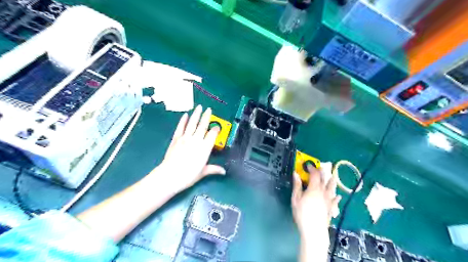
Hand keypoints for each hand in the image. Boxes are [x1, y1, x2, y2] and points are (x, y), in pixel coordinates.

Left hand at [157, 105, 226, 192]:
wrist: (170, 176)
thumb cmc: (188, 175)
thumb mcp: (203, 172)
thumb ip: (214, 169)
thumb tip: (223, 171)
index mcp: (205, 148)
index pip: (212, 134)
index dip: (216, 129)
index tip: (217, 127)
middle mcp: (196, 140)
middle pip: (203, 125)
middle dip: (207, 116)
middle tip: (209, 109)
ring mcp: (185, 138)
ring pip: (192, 124)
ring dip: (196, 115)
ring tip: (199, 107)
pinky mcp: (176, 139)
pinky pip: (180, 128)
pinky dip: (183, 121)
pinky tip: (185, 115)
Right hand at [292, 166, 340, 237]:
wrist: (314, 230)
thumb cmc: (302, 213)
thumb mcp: (296, 198)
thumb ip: (297, 185)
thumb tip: (296, 173)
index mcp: (314, 188)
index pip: (315, 174)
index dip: (312, 168)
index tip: (308, 165)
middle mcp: (323, 192)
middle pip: (324, 179)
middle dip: (321, 172)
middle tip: (319, 168)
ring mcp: (329, 200)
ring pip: (332, 188)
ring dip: (332, 181)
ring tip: (333, 176)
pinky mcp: (331, 208)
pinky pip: (335, 200)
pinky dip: (336, 196)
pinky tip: (338, 195)